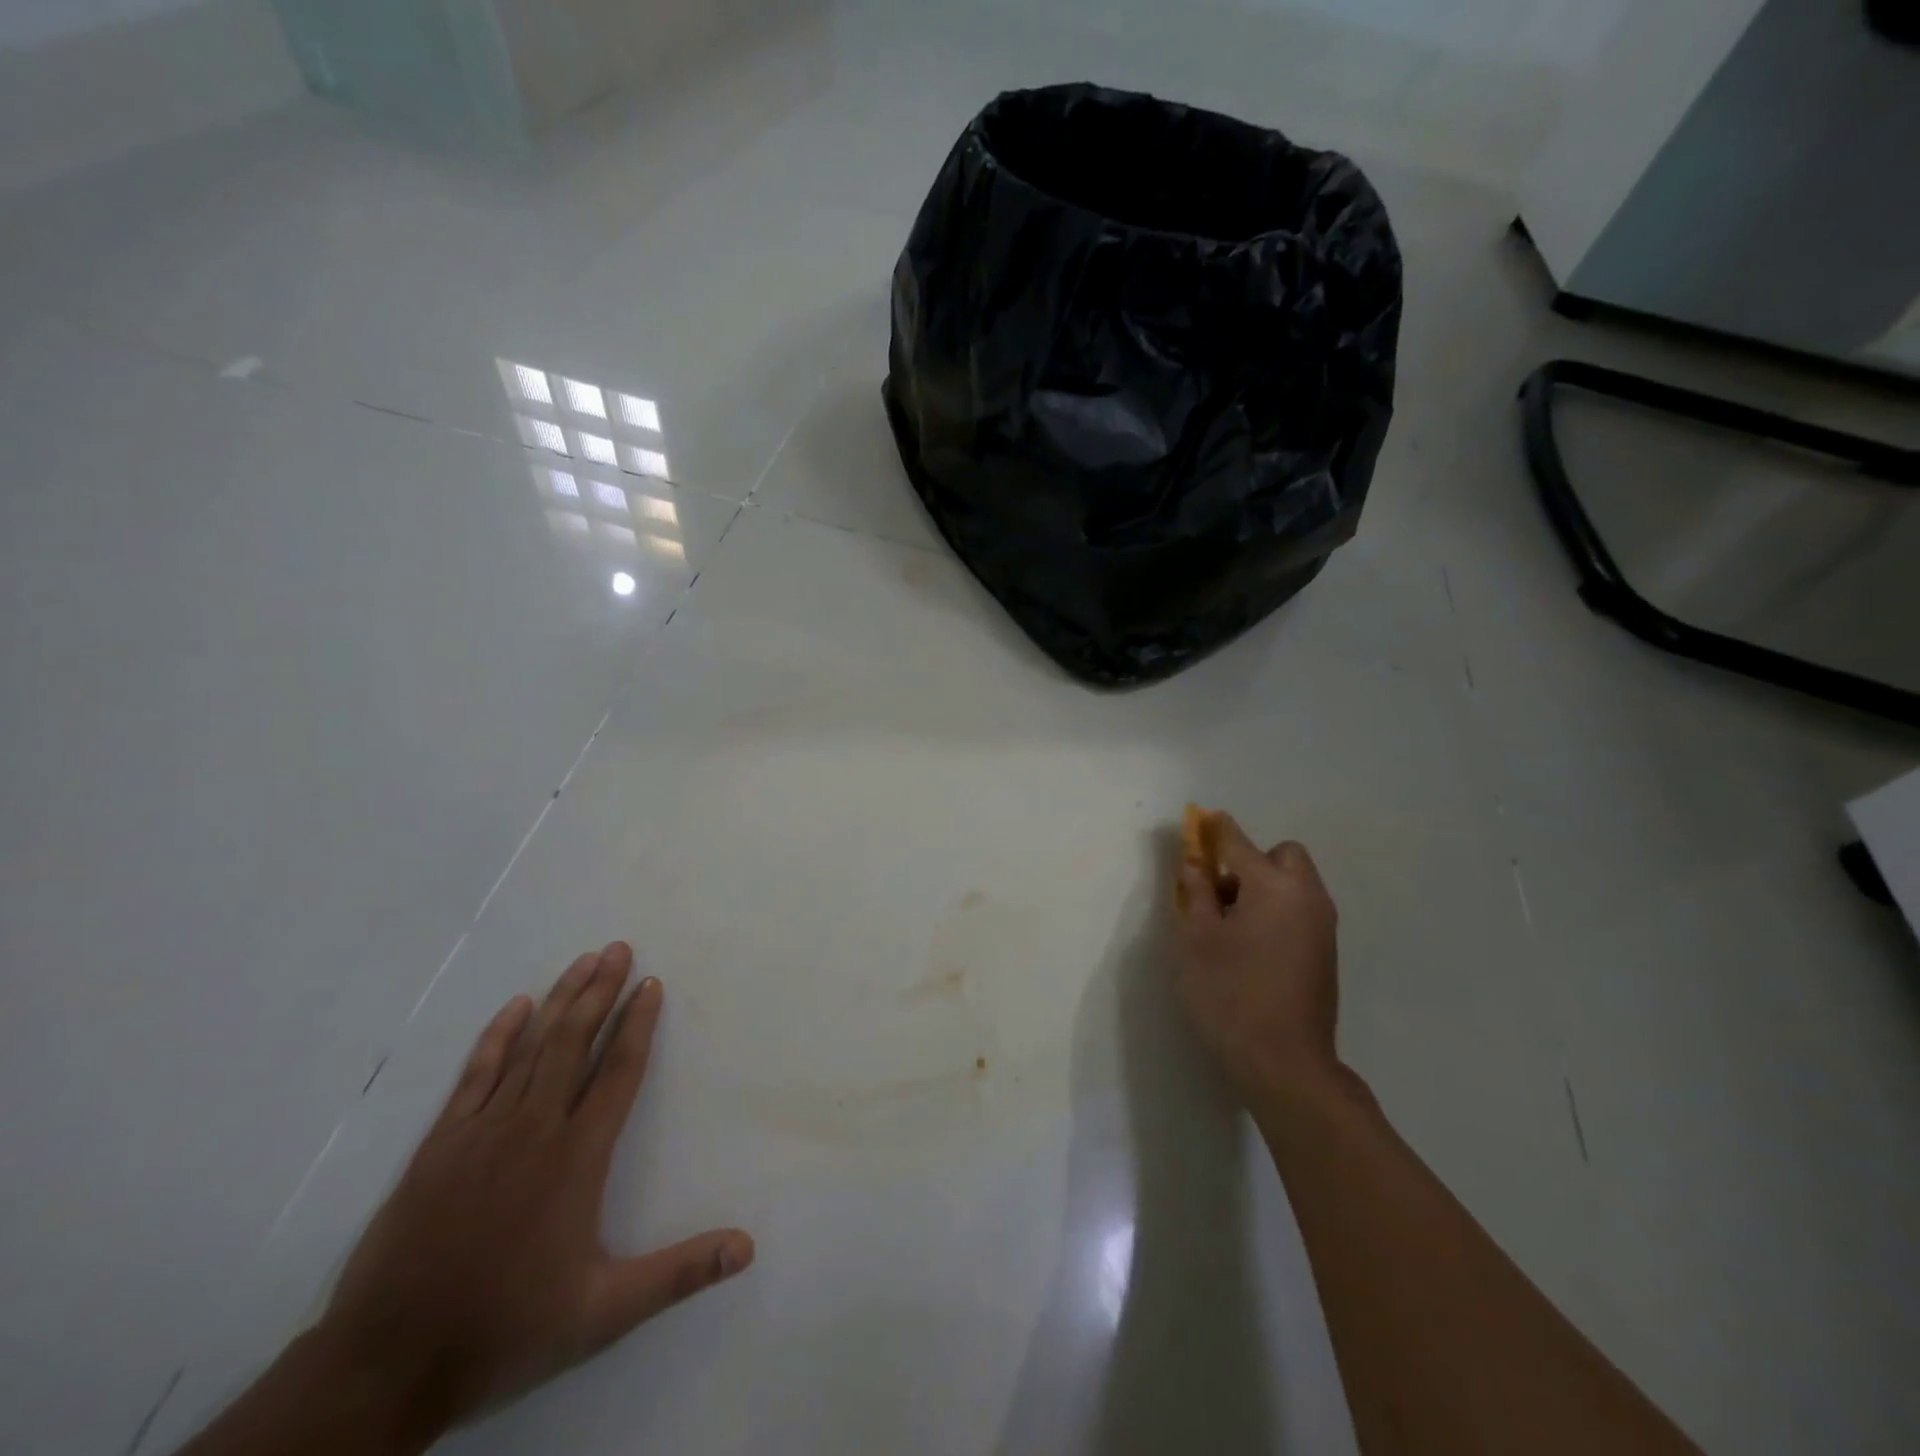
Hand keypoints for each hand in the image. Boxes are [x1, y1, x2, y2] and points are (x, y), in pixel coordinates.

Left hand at [316, 943, 753, 1436]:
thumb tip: (747, 1247)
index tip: (651, 983)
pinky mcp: (439, 1144)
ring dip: (560, 1000)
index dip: (638, 1023)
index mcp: (577, 1157)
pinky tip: (516, 1006)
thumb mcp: (603, 1312)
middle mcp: (534, 1128)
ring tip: (584, 961)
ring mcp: (482, 1131)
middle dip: (600, 991)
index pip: (618, 1071)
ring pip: (530, 1047)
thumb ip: (679, 1273)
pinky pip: (475, 1074)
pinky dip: (497, 1036)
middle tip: (619, 948)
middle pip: (574, 1042)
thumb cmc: (505, 1329)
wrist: (385, 1366)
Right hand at [1171, 815, 1343, 1105]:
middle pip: (1282, 855)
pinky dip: (1277, 909)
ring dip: (1264, 886)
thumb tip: (1195, 863)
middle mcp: (1306, 897)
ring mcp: (1321, 926)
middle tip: (1220, 891)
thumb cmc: (1230, 995)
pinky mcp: (1326, 952)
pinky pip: (1300, 909)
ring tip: (1230, 923)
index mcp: (1273, 887)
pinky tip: (1252, 946)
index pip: (1238, 842)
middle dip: (1251, 860)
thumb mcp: (1196, 940)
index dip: (1215, 829)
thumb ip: (1195, 893)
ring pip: (1294, 883)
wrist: (1286, 1064)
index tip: (1200, 821)